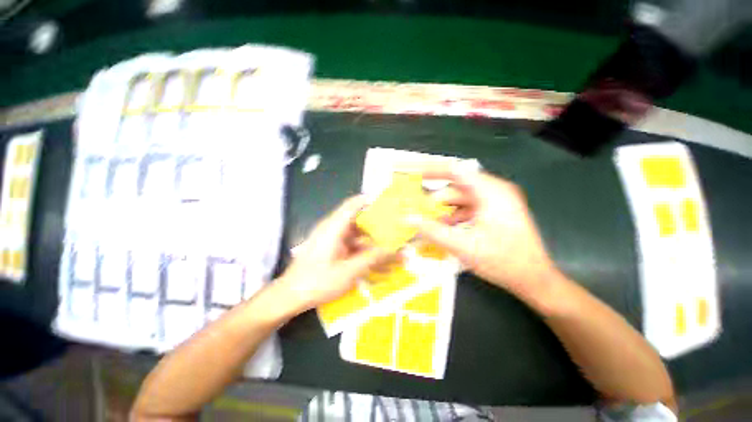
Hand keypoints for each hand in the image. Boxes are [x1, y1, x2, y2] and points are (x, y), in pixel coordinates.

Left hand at [276, 196, 393, 312]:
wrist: (289, 297)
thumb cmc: (317, 282)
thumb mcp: (349, 271)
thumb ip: (373, 258)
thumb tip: (396, 250)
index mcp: (334, 227)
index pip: (353, 204)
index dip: (371, 200)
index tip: (390, 203)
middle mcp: (333, 228)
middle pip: (358, 219)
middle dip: (378, 224)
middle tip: (396, 230)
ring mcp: (332, 239)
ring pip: (356, 234)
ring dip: (372, 241)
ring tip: (390, 249)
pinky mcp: (331, 248)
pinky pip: (351, 245)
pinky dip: (363, 251)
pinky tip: (375, 263)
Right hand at [410, 169, 557, 298]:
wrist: (534, 279)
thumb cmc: (502, 261)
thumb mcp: (463, 246)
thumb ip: (433, 231)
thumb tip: (408, 219)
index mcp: (491, 192)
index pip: (456, 171)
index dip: (433, 170)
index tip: (414, 174)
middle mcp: (494, 191)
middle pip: (457, 187)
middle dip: (436, 198)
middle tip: (417, 209)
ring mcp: (495, 202)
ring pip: (461, 199)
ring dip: (444, 209)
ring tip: (428, 222)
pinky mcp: (494, 212)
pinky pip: (468, 208)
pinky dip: (454, 215)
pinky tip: (444, 228)